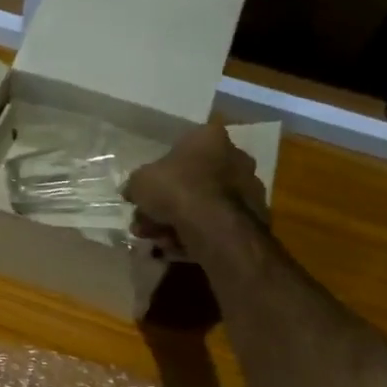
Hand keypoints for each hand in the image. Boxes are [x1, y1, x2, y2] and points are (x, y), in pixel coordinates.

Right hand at [124, 121, 268, 260]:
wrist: (215, 227)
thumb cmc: (177, 190)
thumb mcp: (140, 182)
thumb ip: (136, 184)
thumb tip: (133, 192)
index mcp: (209, 137)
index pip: (181, 148)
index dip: (159, 172)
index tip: (146, 192)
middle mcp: (235, 156)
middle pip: (192, 181)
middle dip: (166, 204)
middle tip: (145, 222)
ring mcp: (248, 188)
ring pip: (203, 206)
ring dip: (177, 223)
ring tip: (157, 241)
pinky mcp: (253, 217)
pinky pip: (215, 225)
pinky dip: (196, 235)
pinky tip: (176, 249)